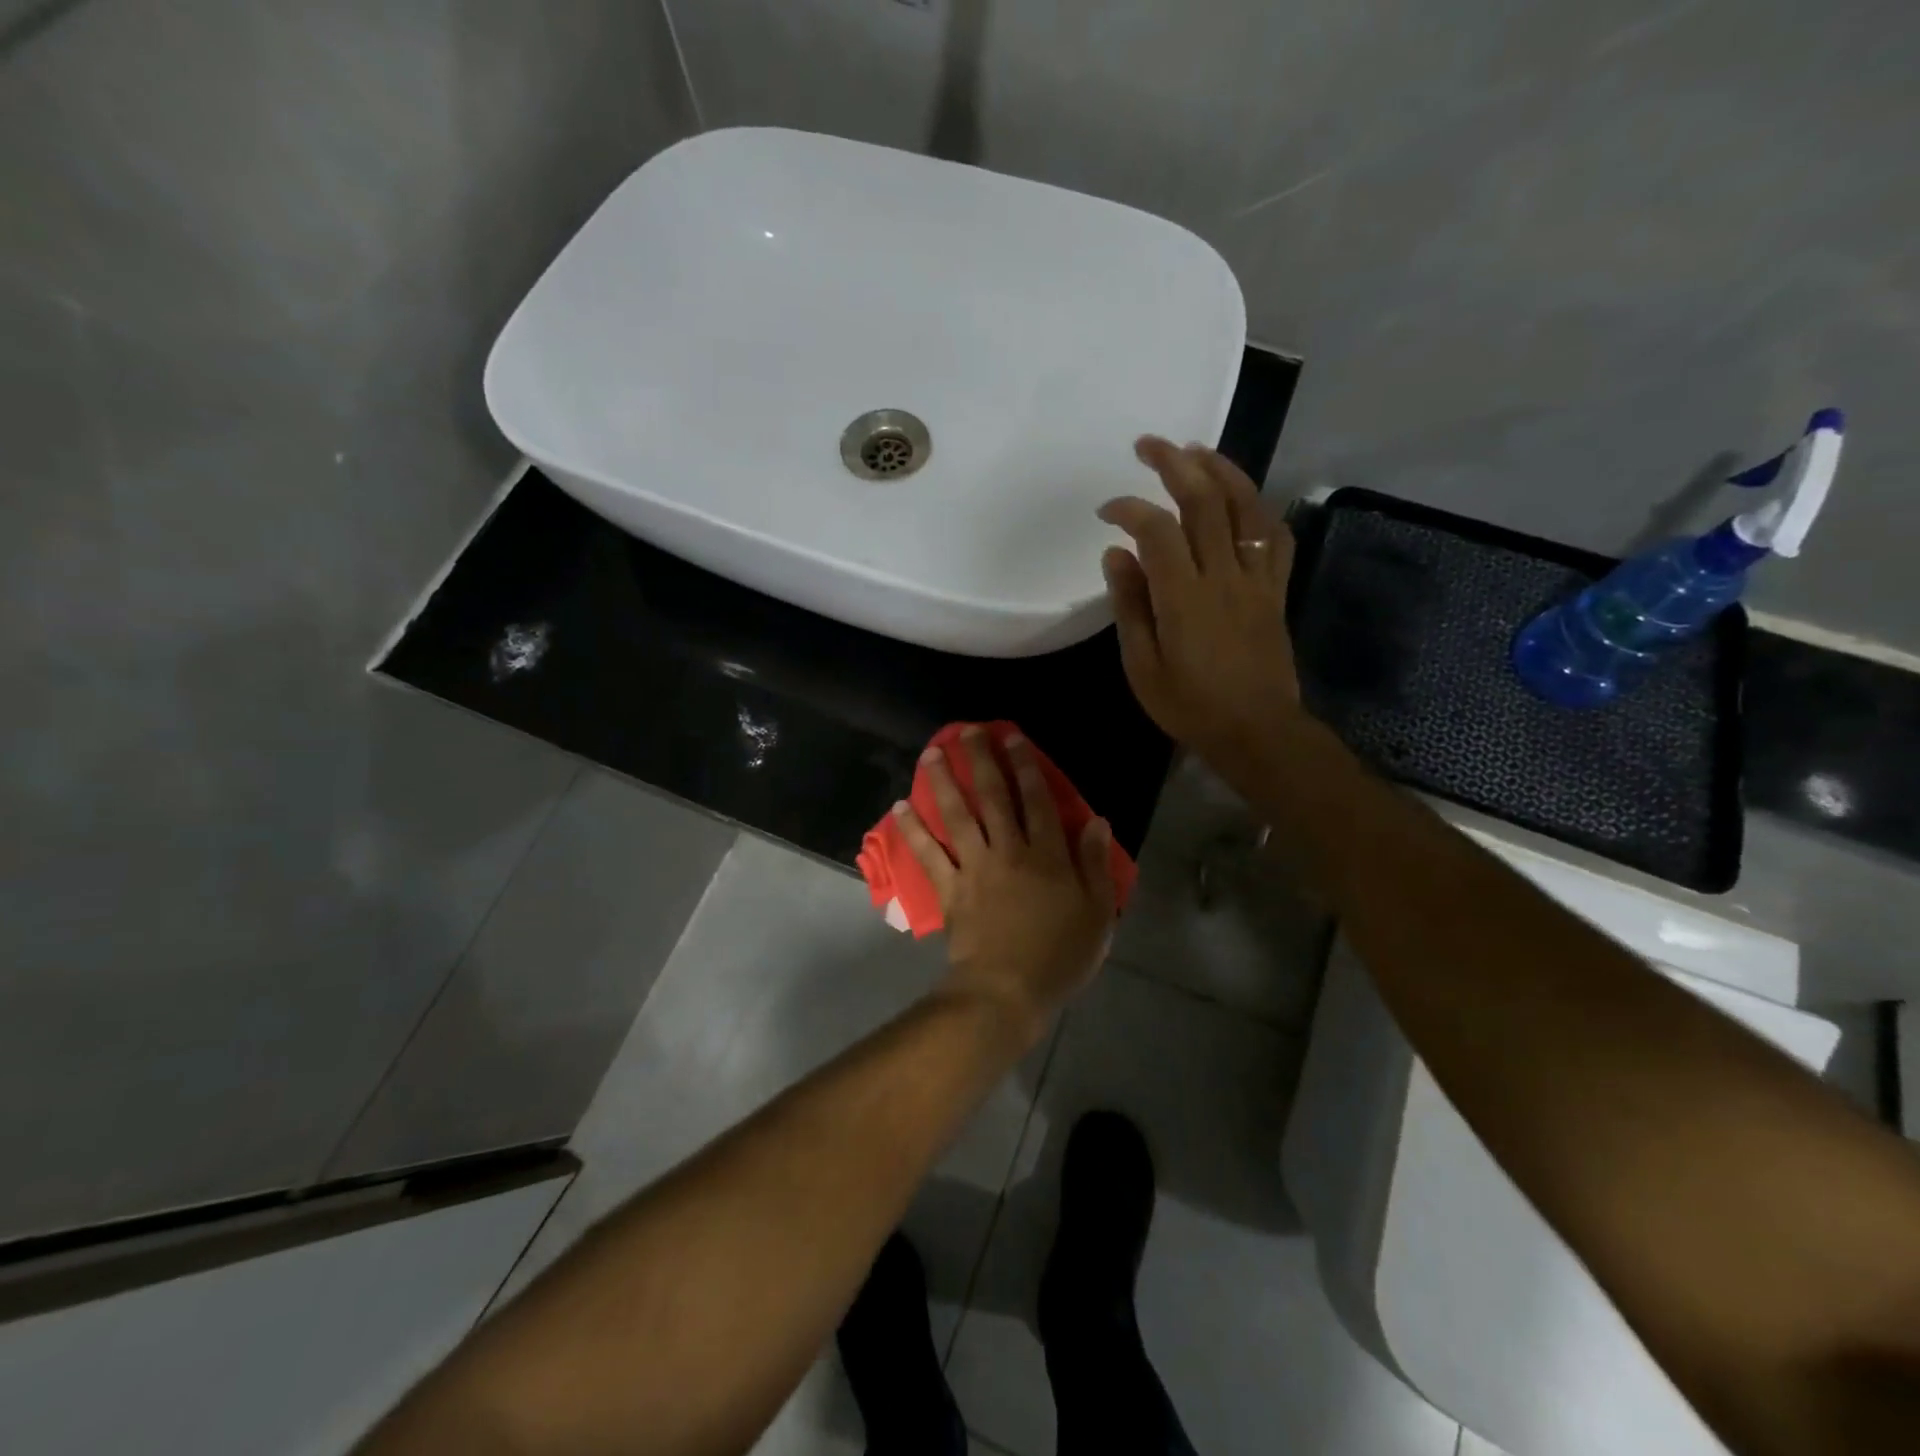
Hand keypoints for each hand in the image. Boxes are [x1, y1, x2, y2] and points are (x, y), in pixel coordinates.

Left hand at [893, 728, 1115, 1046]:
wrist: (1008, 991)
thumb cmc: (1060, 955)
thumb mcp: (1097, 913)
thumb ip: (1095, 864)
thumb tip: (1095, 820)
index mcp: (1047, 856)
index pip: (1037, 800)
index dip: (1026, 767)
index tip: (1013, 739)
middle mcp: (1008, 851)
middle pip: (993, 797)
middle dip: (981, 760)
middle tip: (968, 731)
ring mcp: (974, 868)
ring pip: (957, 815)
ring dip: (943, 781)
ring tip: (931, 753)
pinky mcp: (950, 889)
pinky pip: (928, 854)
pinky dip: (913, 831)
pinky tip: (900, 807)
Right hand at [1098, 436, 1303, 765]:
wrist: (1257, 731)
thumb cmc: (1190, 706)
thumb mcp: (1142, 666)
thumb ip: (1129, 606)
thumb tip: (1116, 553)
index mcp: (1184, 597)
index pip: (1157, 531)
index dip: (1129, 508)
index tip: (1106, 510)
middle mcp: (1224, 576)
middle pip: (1204, 502)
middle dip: (1175, 464)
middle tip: (1149, 444)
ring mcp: (1256, 579)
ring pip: (1246, 508)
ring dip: (1221, 470)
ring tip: (1196, 450)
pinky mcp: (1276, 590)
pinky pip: (1276, 537)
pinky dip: (1259, 509)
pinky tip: (1243, 499)